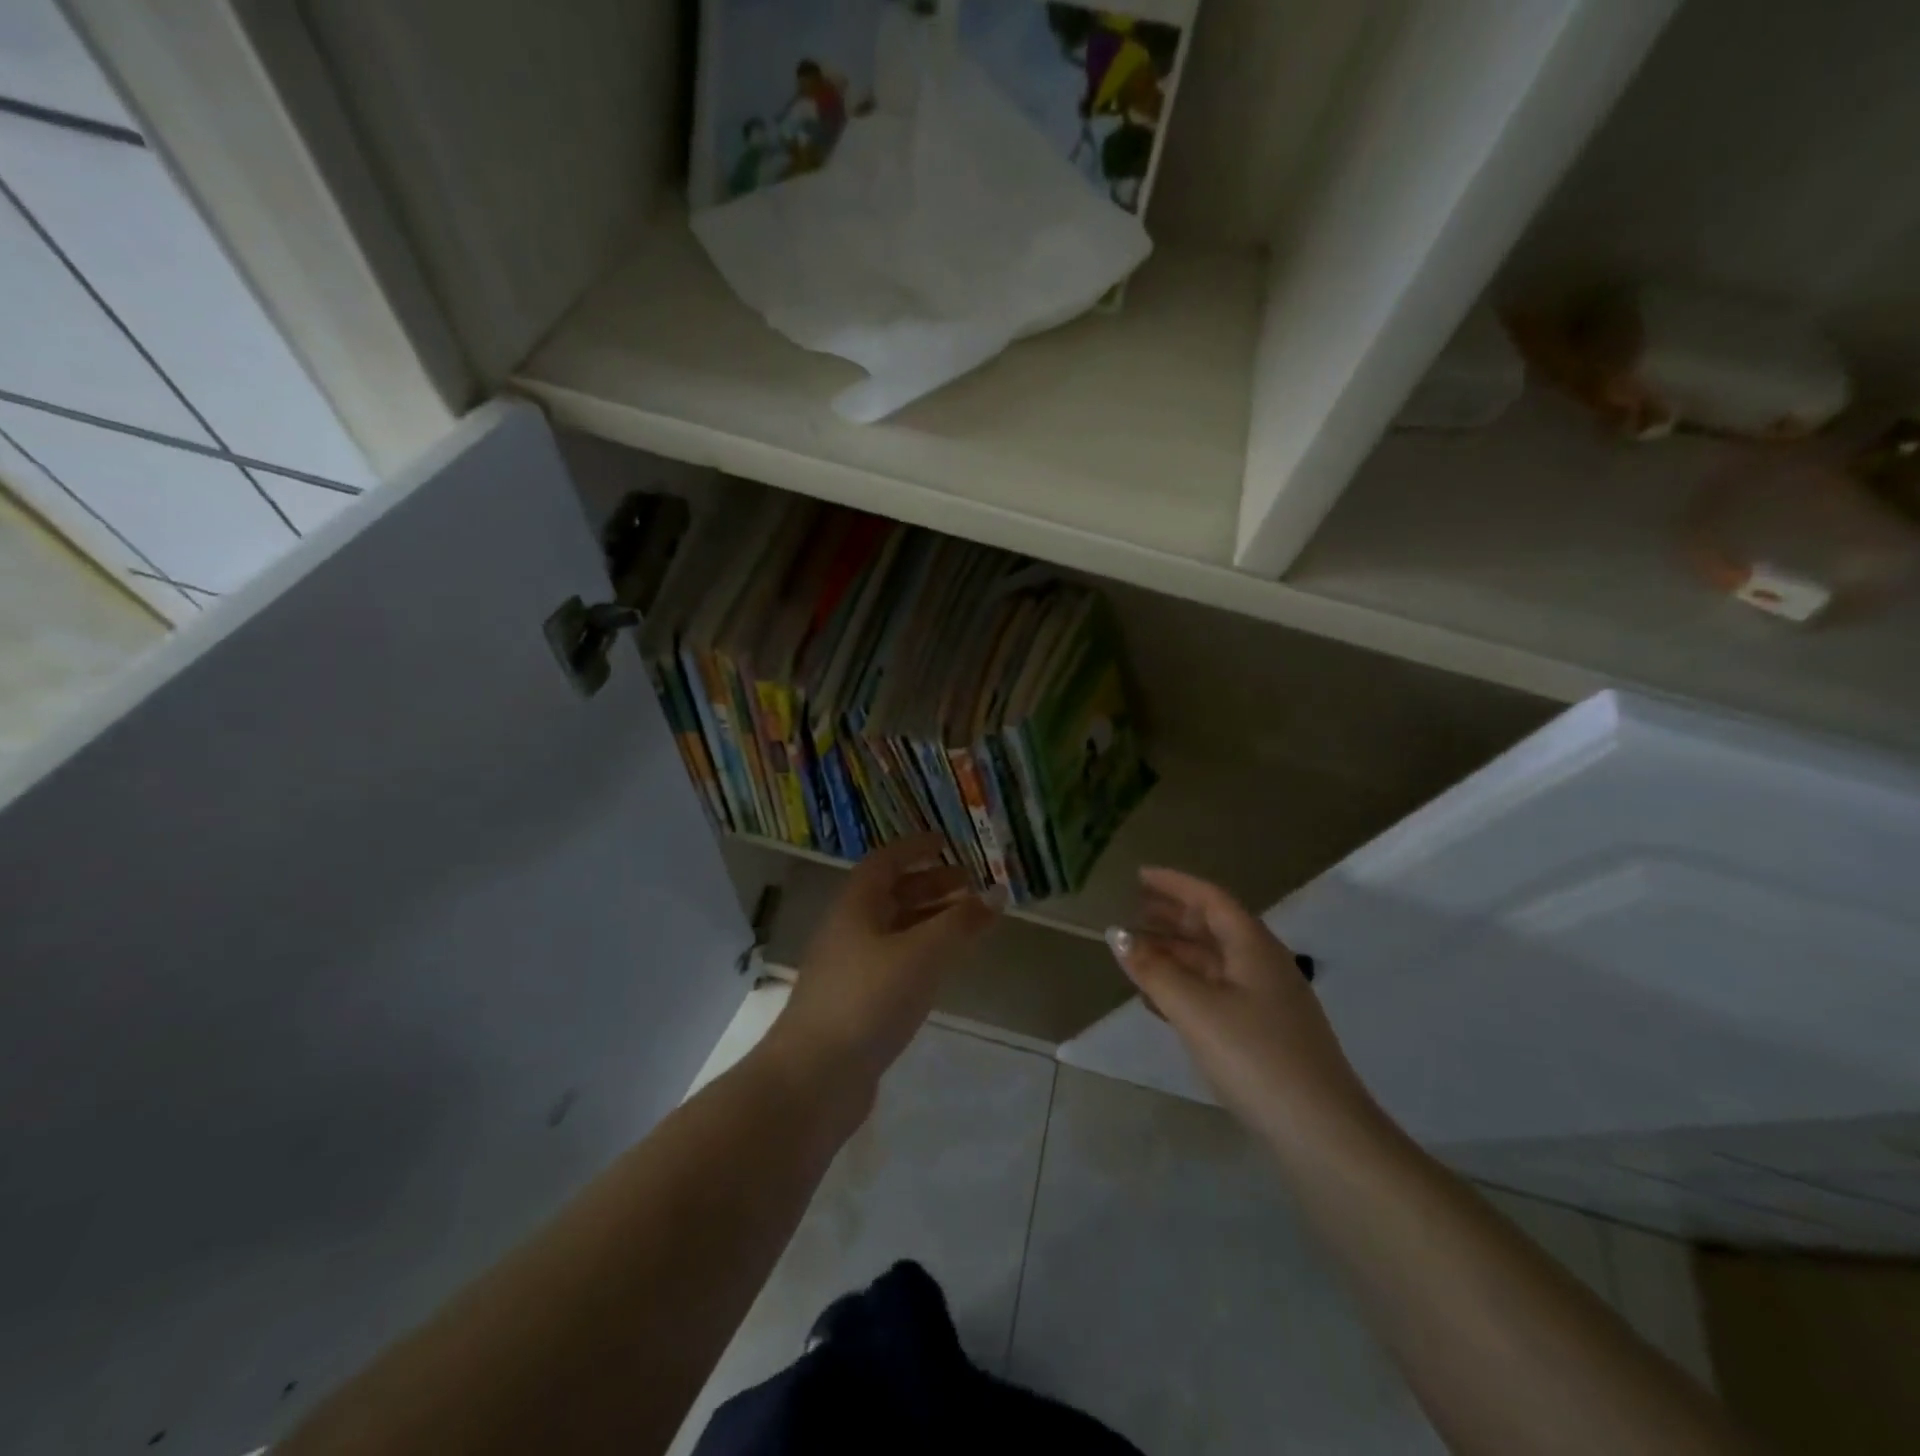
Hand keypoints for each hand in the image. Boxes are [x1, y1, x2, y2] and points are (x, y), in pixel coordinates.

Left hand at [768, 834, 997, 1100]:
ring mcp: (848, 969)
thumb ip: (961, 923)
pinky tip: (941, 969)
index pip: (885, 862)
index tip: (947, 842)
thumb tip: (997, 892)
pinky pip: (893, 962)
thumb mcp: (923, 954)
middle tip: (970, 885)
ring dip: (928, 920)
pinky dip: (920, 954)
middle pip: (890, 895)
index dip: (915, 848)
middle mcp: (848, 930)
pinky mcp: (854, 1004)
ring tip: (966, 924)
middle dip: (930, 885)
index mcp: (855, 907)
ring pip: (893, 931)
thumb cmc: (868, 1000)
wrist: (814, 1079)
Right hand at [1107, 868, 1376, 1144]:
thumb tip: (1118, 935)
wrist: (1321, 1133)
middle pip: (1213, 927)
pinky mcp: (1265, 1033)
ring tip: (1138, 953)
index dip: (1174, 884)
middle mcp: (1263, 964)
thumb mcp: (1195, 1009)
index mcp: (1253, 946)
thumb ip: (1154, 970)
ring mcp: (1267, 1000)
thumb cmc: (1255, 1056)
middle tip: (1134, 910)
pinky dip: (1187, 985)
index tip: (1139, 876)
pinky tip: (1161, 1000)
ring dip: (1176, 953)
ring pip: (1214, 962)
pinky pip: (1218, 992)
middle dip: (1173, 916)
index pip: (1210, 898)